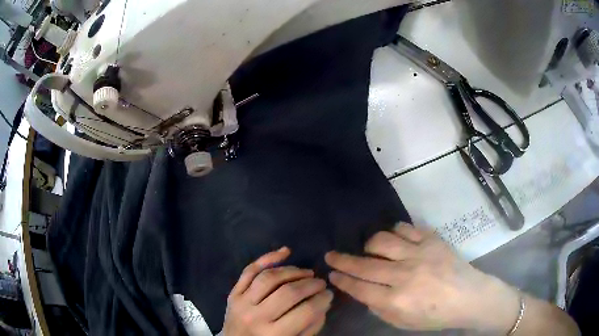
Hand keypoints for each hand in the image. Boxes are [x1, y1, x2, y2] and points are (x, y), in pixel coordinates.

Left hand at [223, 247, 333, 335]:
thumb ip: (310, 327)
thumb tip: (323, 303)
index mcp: (274, 334)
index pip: (306, 312)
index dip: (322, 300)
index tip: (329, 294)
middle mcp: (256, 317)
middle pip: (288, 293)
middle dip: (311, 285)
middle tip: (321, 283)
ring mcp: (241, 302)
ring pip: (269, 278)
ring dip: (292, 271)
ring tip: (307, 273)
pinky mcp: (233, 293)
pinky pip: (249, 271)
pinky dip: (267, 258)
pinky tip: (285, 252)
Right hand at [325, 224, 519, 332]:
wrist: (468, 296)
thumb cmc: (435, 315)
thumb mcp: (403, 322)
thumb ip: (380, 309)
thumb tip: (363, 292)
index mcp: (397, 300)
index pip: (360, 288)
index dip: (343, 279)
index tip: (331, 273)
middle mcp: (404, 275)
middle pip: (365, 264)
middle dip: (343, 260)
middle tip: (331, 255)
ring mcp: (419, 254)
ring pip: (383, 241)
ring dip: (369, 245)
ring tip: (368, 249)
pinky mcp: (432, 240)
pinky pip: (406, 229)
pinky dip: (395, 232)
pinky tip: (394, 239)